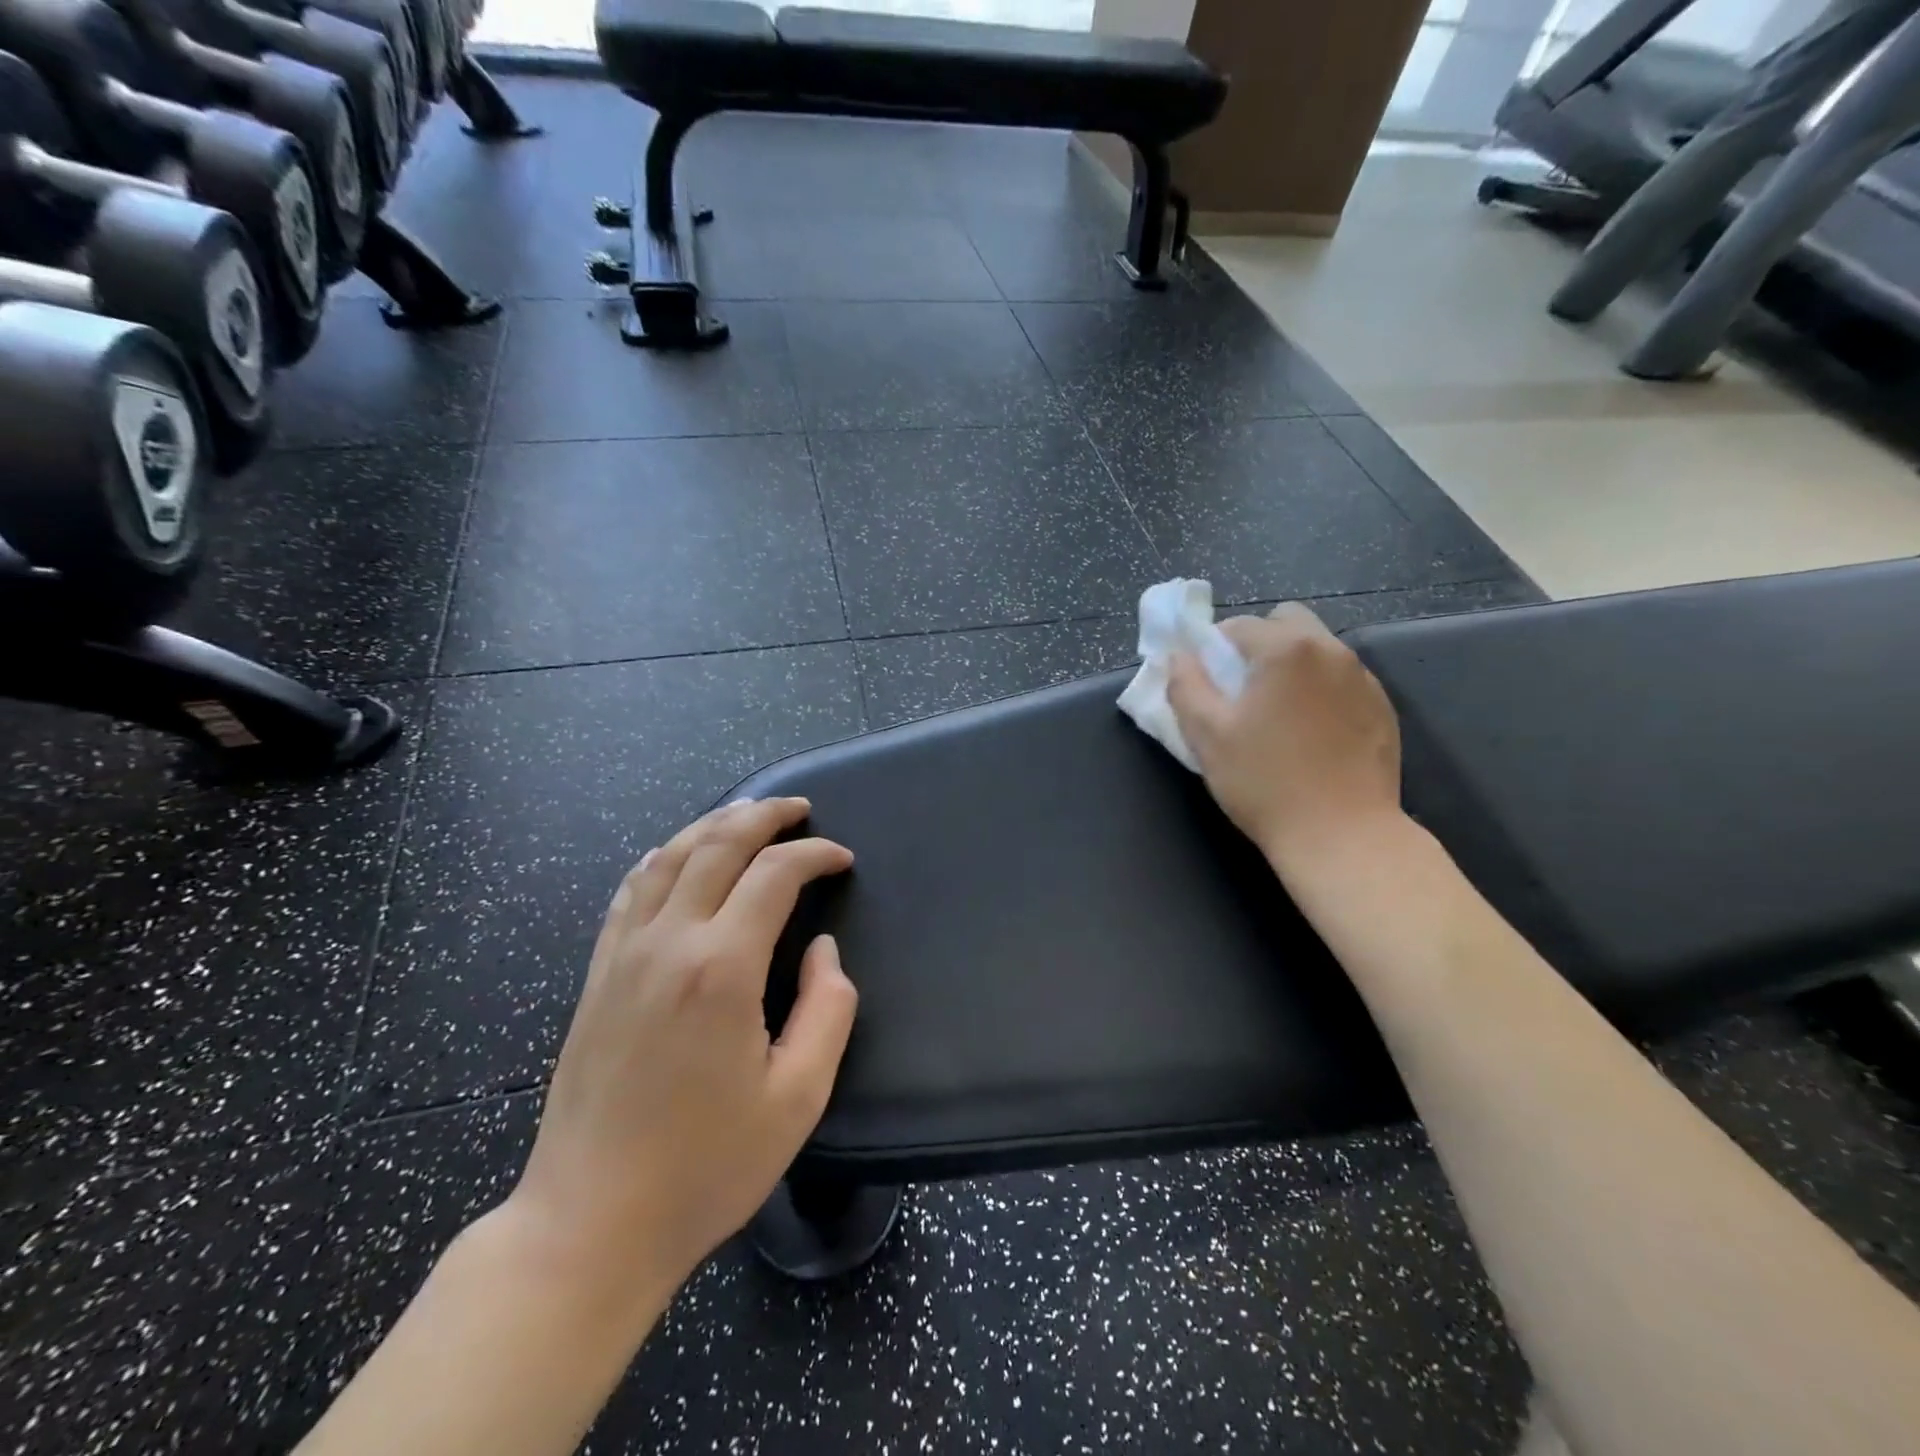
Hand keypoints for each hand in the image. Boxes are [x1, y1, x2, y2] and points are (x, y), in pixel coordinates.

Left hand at [507, 797, 857, 1301]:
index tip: (842, 859)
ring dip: (713, 824)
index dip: (814, 855)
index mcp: (721, 968)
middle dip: (764, 816)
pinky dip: (662, 856)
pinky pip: (630, 891)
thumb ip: (827, 1011)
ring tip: (746, 813)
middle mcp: (669, 943)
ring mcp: (624, 954)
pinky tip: (677, 853)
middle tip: (799, 809)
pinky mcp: (598, 974)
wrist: (590, 1223)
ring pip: (670, 856)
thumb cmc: (706, 1167)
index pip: (774, 875)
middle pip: (718, 845)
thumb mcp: (797, 1098)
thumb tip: (823, 950)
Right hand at [1168, 604, 1403, 869]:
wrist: (1342, 836)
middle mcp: (1331, 651)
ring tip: (1276, 715)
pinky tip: (1309, 734)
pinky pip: (1341, 680)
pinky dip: (1319, 690)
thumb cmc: (1264, 783)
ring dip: (1290, 666)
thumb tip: (1180, 657)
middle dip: (1257, 644)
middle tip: (1240, 691)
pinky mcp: (1382, 708)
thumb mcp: (1206, 736)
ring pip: (1317, 649)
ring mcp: (1363, 679)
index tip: (1204, 682)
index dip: (1211, 648)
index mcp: (1286, 650)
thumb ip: (1185, 686)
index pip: (1237, 626)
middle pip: (1286, 622)